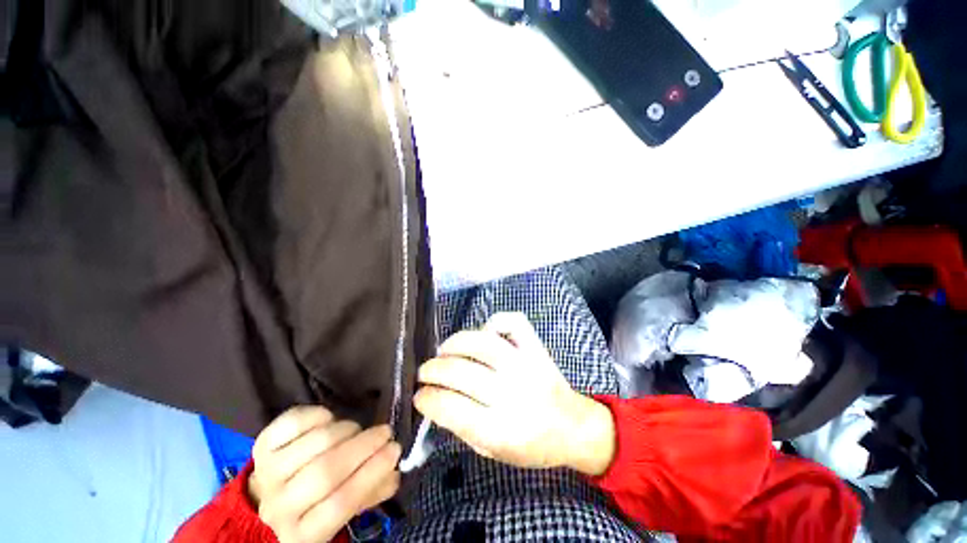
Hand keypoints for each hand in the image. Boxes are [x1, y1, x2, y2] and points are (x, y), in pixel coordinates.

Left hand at [248, 407, 400, 542]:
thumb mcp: (345, 511)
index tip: (395, 449)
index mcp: (302, 534)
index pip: (340, 504)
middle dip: (363, 446)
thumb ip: (372, 492)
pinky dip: (319, 415)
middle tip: (385, 432)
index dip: (371, 473)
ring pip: (314, 443)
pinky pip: (293, 422)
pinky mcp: (262, 445)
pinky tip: (330, 419)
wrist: (270, 497)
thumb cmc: (316, 504)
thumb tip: (394, 468)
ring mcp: (267, 473)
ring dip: (346, 430)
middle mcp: (279, 506)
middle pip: (325, 472)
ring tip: (358, 429)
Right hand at [414, 312, 615, 474]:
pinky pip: (513, 322)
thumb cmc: (532, 445)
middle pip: (461, 372)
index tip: (419, 395)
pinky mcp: (536, 347)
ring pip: (482, 342)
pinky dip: (494, 321)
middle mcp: (512, 393)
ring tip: (444, 350)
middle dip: (433, 370)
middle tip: (425, 371)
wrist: (573, 426)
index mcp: (501, 429)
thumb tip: (436, 397)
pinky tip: (484, 332)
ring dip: (454, 343)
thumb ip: (463, 426)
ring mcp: (526, 365)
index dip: (427, 398)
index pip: (451, 408)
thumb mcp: (493, 451)